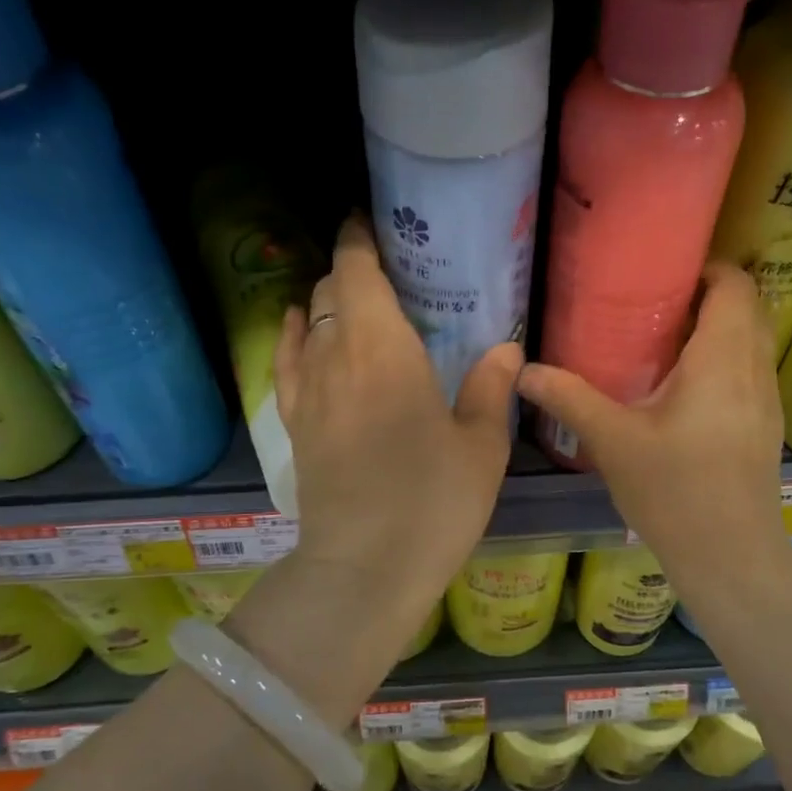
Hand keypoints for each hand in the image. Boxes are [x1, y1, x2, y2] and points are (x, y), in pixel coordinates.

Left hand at [274, 216, 521, 617]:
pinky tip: (298, 326)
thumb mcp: (482, 446)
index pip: (357, 272)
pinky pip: (285, 362)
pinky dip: (291, 335)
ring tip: (353, 298)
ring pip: (307, 322)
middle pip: (329, 292)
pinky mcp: (294, 424)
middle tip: (385, 267)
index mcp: (384, 350)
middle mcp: (336, 356)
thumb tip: (506, 347)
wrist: (364, 569)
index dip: (358, 239)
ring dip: (326, 301)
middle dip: (350, 269)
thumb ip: (491, 388)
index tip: (369, 221)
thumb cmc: (433, 503)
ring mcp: (307, 391)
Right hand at [518, 262, 785, 586]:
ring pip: (754, 340)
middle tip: (658, 303)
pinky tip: (685, 387)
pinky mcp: (765, 425)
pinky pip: (752, 370)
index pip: (734, 286)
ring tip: (667, 339)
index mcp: (722, 359)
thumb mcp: (613, 441)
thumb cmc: (674, 491)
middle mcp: (754, 369)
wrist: (731, 555)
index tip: (665, 274)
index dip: (706, 269)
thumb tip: (523, 370)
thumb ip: (568, 398)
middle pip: (749, 307)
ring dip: (720, 327)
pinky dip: (726, 358)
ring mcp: (767, 399)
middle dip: (710, 295)